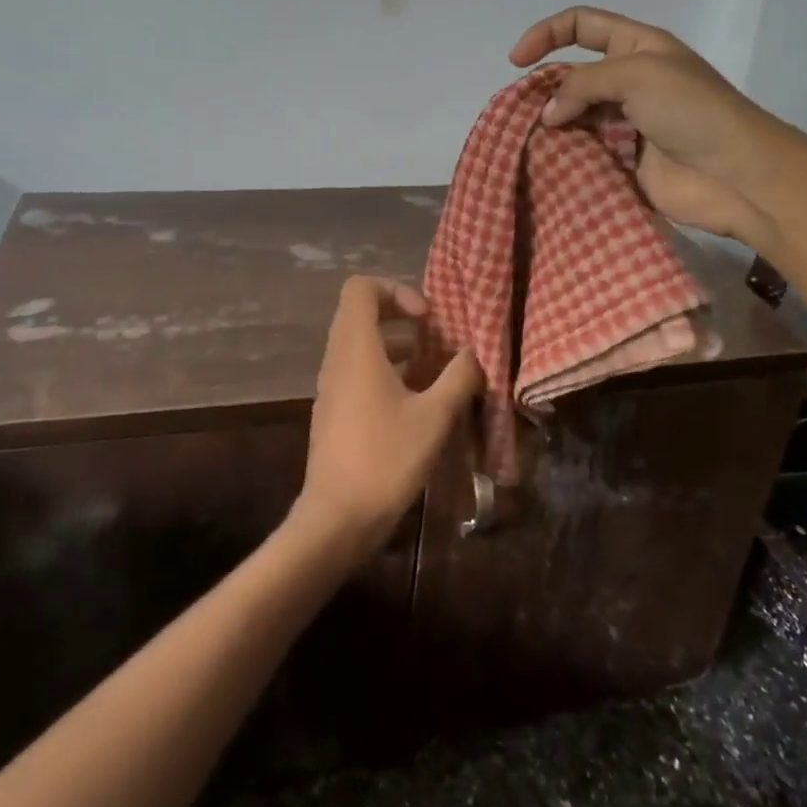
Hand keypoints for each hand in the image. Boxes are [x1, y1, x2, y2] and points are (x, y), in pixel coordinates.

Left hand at [295, 277, 482, 560]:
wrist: (337, 518)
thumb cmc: (386, 458)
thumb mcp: (434, 416)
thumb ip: (459, 377)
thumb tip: (475, 353)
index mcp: (356, 349)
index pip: (361, 288)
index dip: (396, 290)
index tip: (426, 319)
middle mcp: (337, 360)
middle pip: (360, 313)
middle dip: (401, 317)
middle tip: (435, 337)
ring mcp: (331, 387)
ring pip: (360, 345)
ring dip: (396, 347)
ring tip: (433, 369)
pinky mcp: (334, 411)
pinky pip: (357, 372)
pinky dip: (385, 372)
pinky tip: (416, 402)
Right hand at [509, 5, 806, 254]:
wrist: (733, 175)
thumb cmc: (692, 111)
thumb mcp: (637, 75)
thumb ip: (583, 83)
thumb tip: (548, 114)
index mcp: (638, 47)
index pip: (583, 25)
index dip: (546, 33)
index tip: (516, 61)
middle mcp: (630, 81)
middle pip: (573, 74)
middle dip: (544, 87)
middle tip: (522, 112)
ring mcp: (627, 122)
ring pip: (574, 116)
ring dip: (551, 125)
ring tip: (527, 140)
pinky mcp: (624, 160)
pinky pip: (584, 151)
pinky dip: (563, 155)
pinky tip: (545, 163)